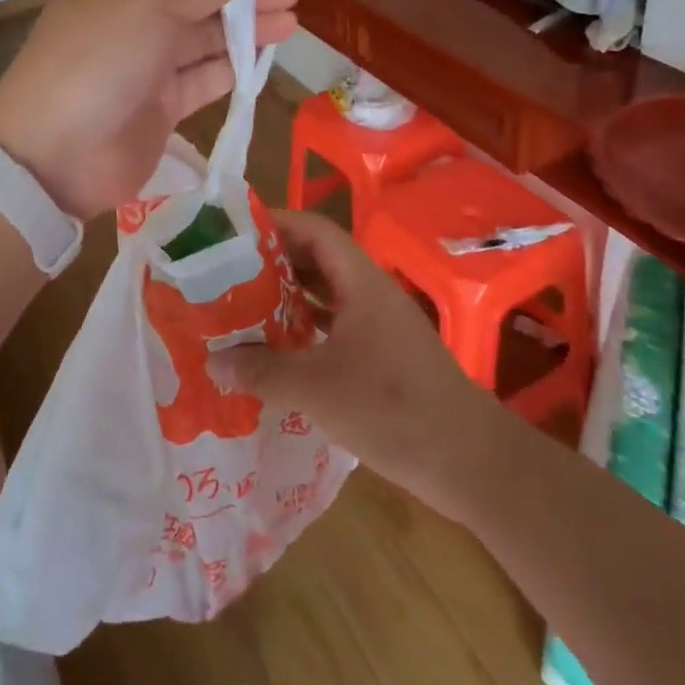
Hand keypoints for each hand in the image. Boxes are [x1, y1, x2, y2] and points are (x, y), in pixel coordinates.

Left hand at [0, 0, 298, 219]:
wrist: (56, 153)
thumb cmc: (99, 58)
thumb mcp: (148, 5)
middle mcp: (132, 17)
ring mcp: (147, 63)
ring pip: (206, 37)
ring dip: (248, 28)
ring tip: (292, 20)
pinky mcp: (162, 105)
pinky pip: (205, 77)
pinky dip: (235, 66)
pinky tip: (268, 56)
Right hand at [213, 211, 492, 519]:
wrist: (470, 461)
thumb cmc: (391, 407)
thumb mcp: (316, 387)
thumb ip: (262, 370)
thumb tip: (214, 362)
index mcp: (360, 280)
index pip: (314, 229)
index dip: (275, 223)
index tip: (233, 234)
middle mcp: (371, 292)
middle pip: (318, 258)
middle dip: (274, 261)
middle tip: (228, 273)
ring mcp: (381, 324)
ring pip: (327, 293)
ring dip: (289, 296)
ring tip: (244, 306)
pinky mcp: (385, 354)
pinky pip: (338, 325)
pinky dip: (308, 328)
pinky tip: (280, 347)